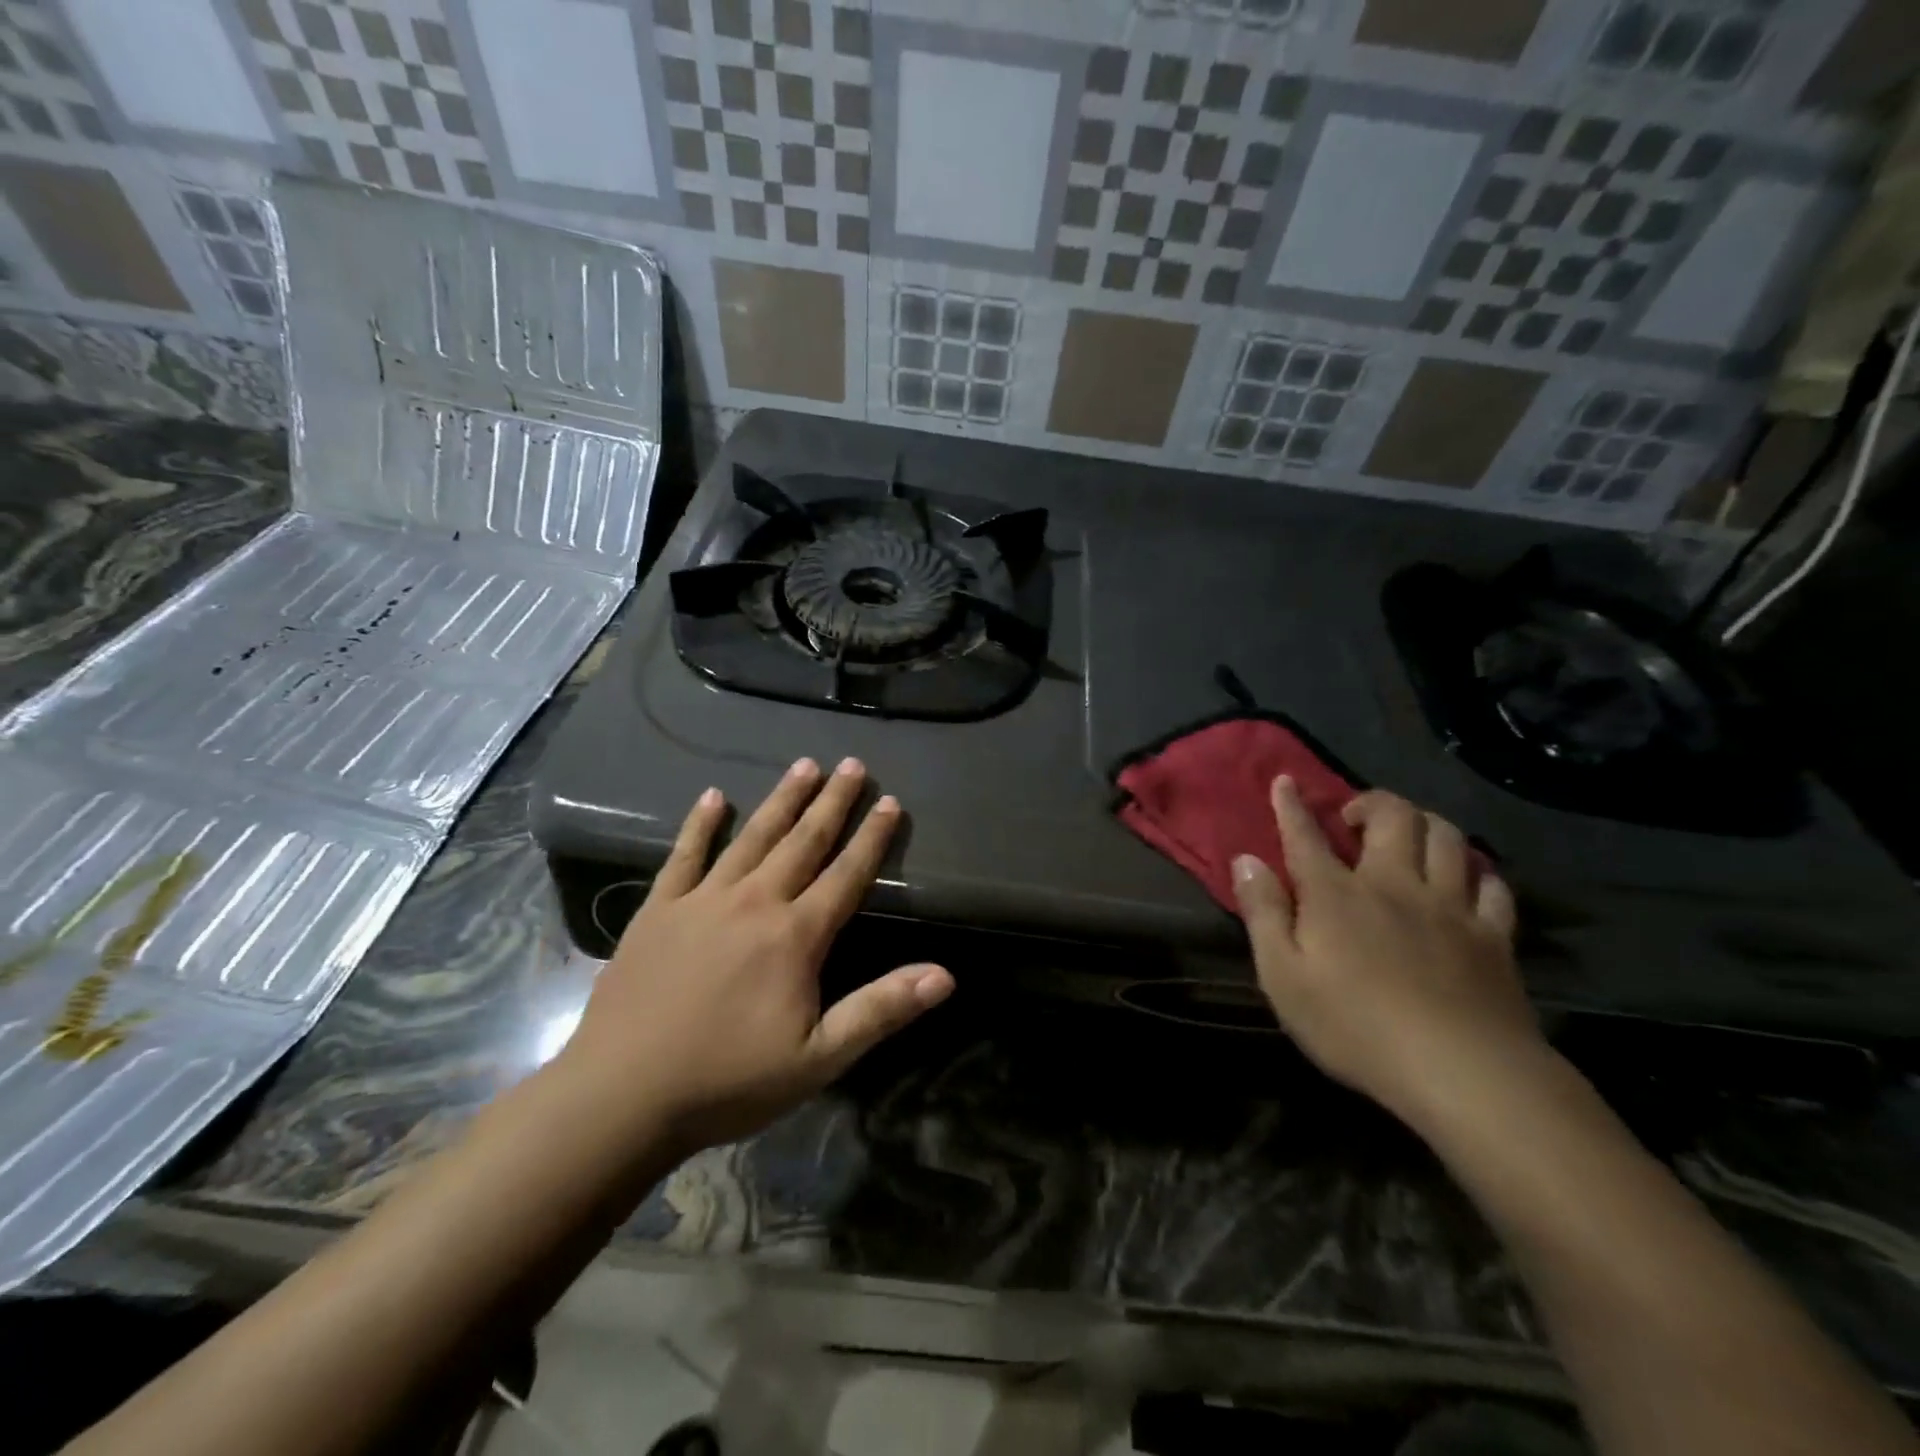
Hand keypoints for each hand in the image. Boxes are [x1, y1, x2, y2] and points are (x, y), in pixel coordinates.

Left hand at [560, 758, 952, 1152]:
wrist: (621, 1095)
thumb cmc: (729, 1080)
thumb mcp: (818, 1058)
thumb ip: (880, 1010)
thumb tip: (945, 975)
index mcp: (795, 935)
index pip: (846, 874)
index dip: (871, 837)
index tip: (889, 801)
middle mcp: (754, 902)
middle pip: (803, 841)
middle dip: (831, 801)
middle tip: (852, 764)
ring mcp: (702, 900)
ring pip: (753, 837)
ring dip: (782, 799)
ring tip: (804, 765)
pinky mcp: (659, 909)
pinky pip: (684, 855)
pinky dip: (700, 825)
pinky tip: (712, 797)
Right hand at [1231, 777, 1539, 1128]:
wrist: (1462, 1073)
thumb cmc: (1355, 1027)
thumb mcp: (1283, 977)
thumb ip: (1263, 913)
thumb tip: (1246, 860)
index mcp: (1336, 895)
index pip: (1306, 836)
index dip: (1292, 806)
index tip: (1285, 781)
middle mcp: (1394, 884)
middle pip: (1393, 817)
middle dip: (1371, 802)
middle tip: (1355, 819)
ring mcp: (1450, 907)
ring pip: (1447, 838)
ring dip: (1425, 824)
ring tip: (1408, 837)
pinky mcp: (1493, 936)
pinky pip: (1491, 886)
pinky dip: (1475, 874)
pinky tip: (1465, 882)